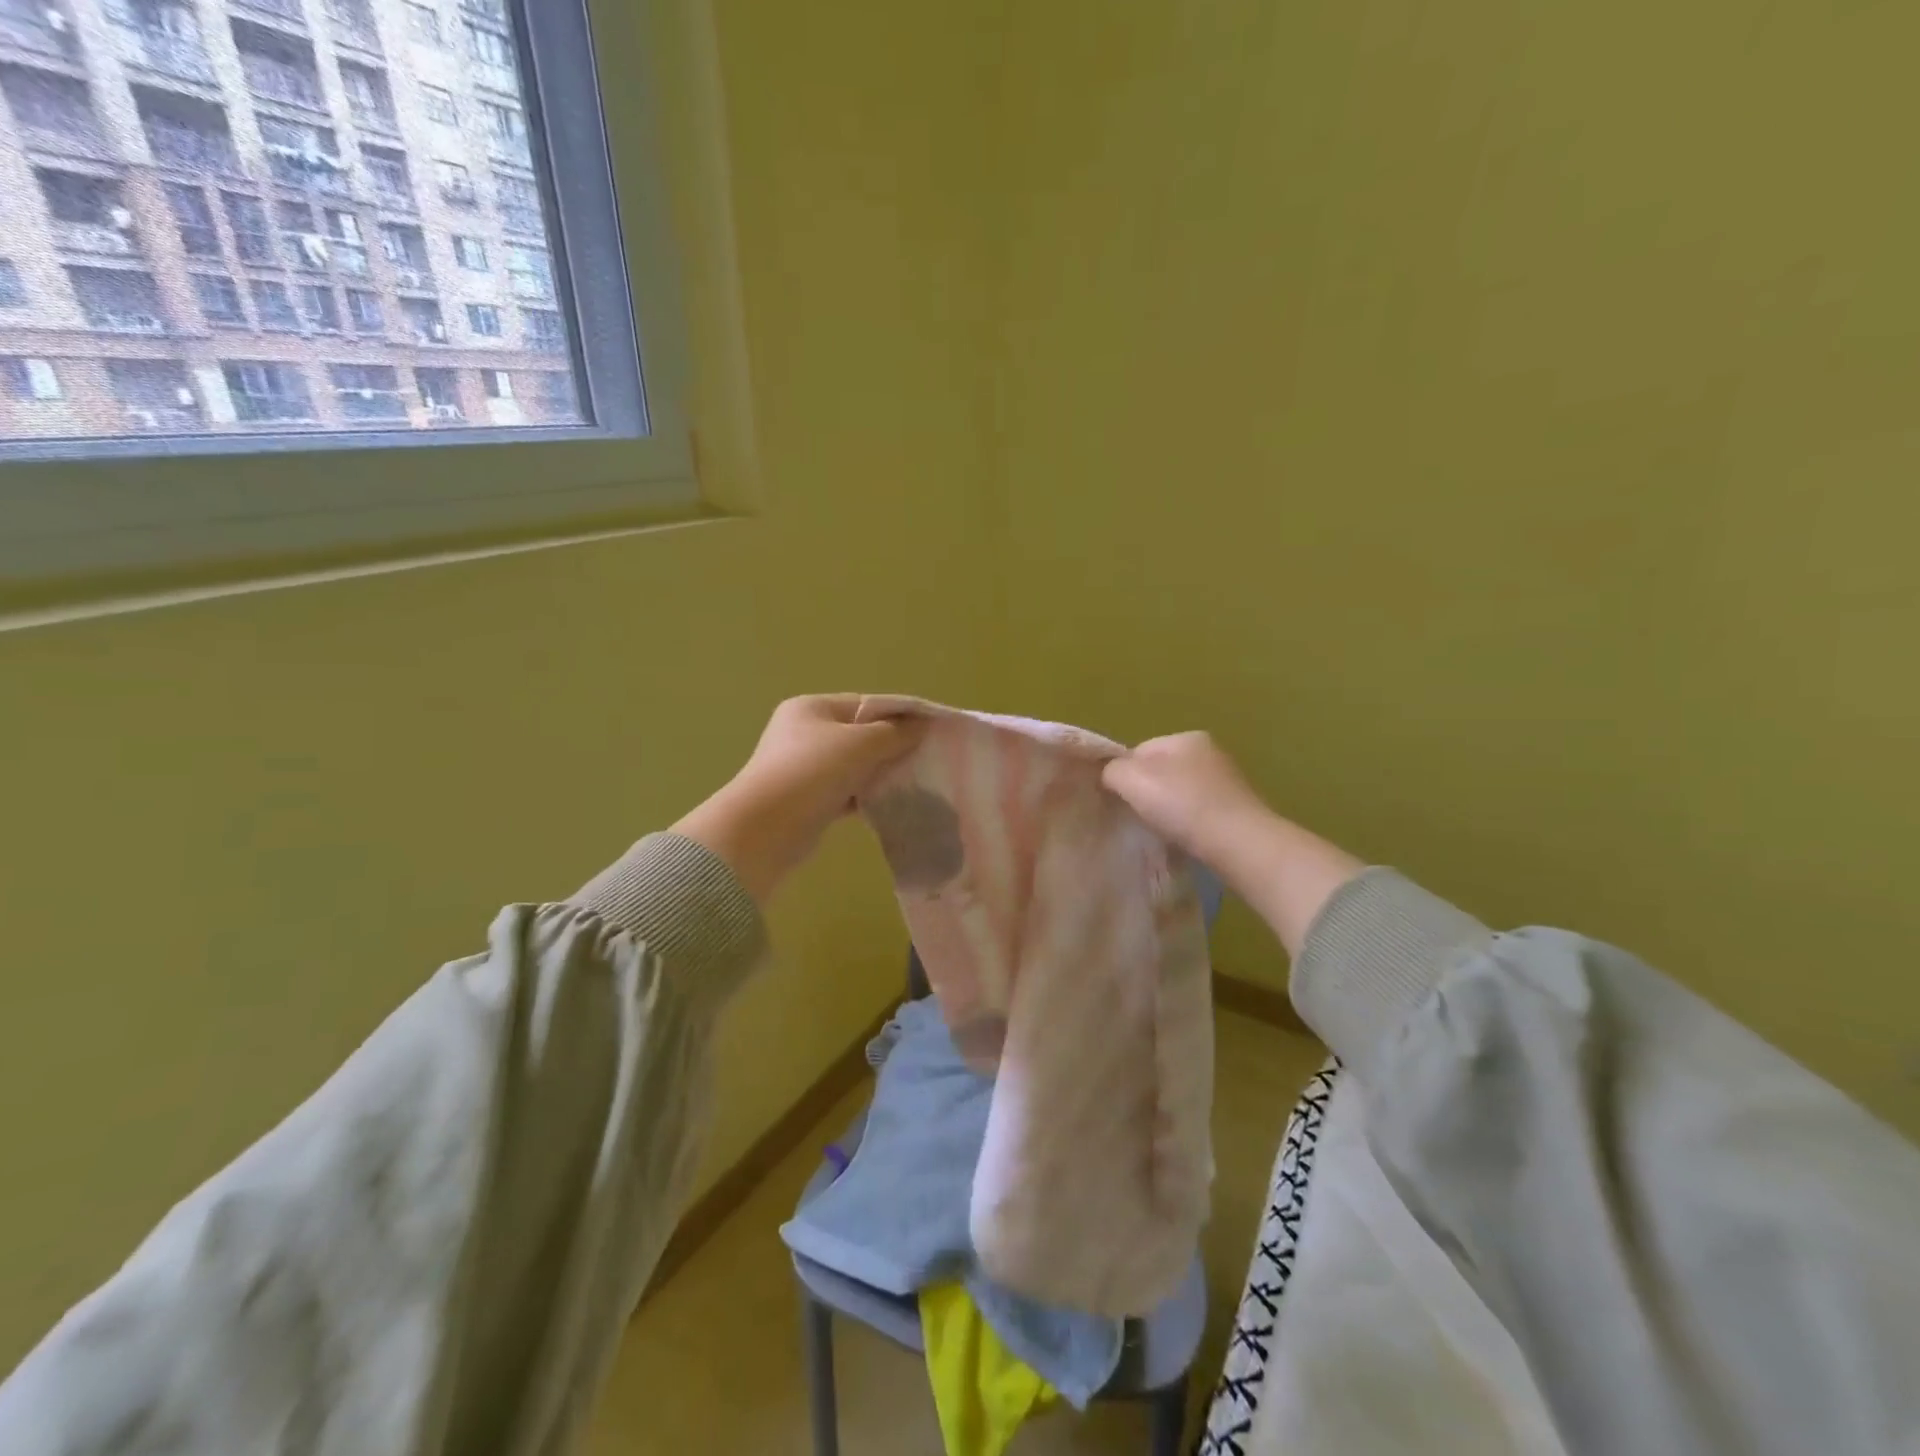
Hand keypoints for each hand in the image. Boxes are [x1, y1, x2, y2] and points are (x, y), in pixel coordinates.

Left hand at [675, 695, 924, 903]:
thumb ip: (895, 733)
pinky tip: (891, 804)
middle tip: (926, 758)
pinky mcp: (807, 801)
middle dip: (892, 746)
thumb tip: (922, 725)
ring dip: (881, 773)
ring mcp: (803, 769)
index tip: (931, 730)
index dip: (898, 715)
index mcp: (811, 708)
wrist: (765, 830)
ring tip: (915, 782)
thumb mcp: (860, 744)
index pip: (864, 704)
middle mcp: (803, 733)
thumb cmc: (812, 773)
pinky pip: (846, 792)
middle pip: (860, 735)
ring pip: (854, 766)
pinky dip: (867, 796)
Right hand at [1101, 731, 1265, 860]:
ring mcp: (1227, 782)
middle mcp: (1211, 752)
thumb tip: (1110, 774)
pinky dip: (1188, 824)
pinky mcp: (1237, 810)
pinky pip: (1199, 813)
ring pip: (1180, 794)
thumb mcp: (1132, 779)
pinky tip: (1184, 839)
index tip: (1120, 800)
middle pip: (1161, 772)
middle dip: (1147, 793)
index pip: (1140, 751)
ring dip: (1168, 811)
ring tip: (1162, 832)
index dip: (1124, 775)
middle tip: (1138, 817)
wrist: (1239, 843)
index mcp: (1187, 737)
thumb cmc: (1182, 804)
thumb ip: (1112, 770)